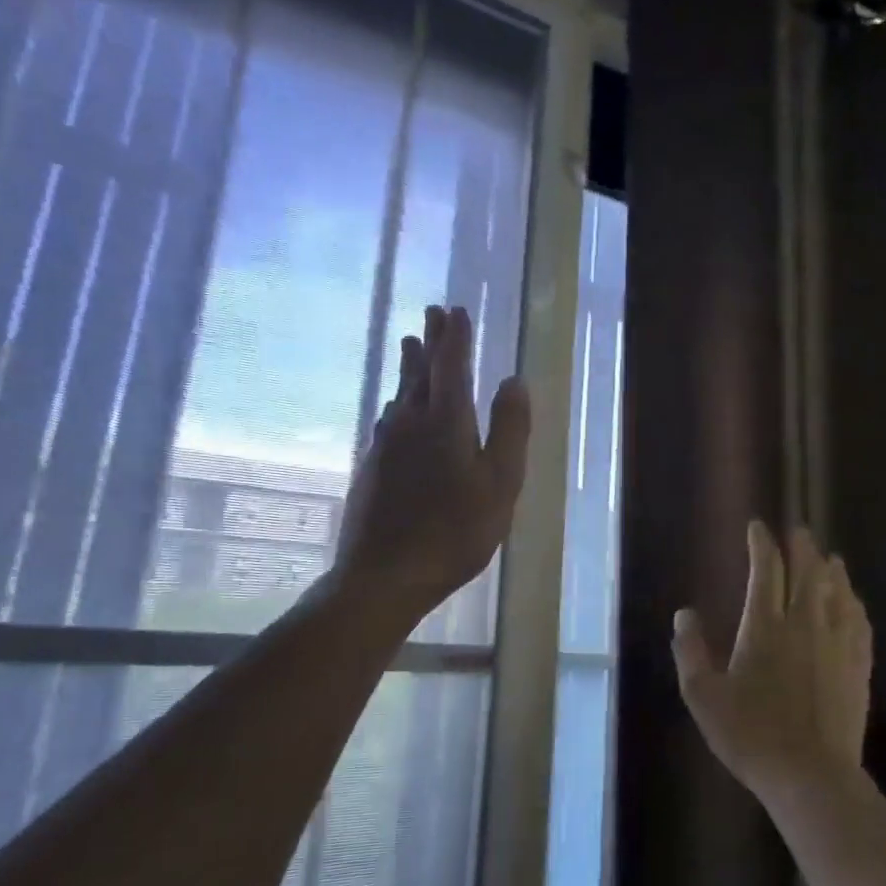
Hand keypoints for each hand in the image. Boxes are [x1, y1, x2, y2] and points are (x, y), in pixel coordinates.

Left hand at [329, 305, 530, 623]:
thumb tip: (514, 380)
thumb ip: (510, 429)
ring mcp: (385, 445)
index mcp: (446, 422)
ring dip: (409, 367)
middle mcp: (410, 423)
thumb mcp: (501, 483)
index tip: (456, 311)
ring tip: (411, 346)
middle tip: (432, 313)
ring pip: (400, 394)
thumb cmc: (455, 532)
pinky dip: (398, 401)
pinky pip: (388, 420)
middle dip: (430, 341)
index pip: (451, 367)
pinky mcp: (372, 467)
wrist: (384, 575)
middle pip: (421, 373)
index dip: (455, 338)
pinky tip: (396, 409)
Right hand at [671, 522, 872, 798]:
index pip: (767, 571)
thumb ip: (690, 651)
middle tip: (799, 531)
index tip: (758, 527)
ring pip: (838, 592)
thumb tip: (683, 614)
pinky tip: (853, 602)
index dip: (762, 544)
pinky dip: (854, 603)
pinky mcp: (858, 666)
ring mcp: (837, 644)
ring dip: (832, 570)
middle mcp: (805, 624)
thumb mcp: (704, 697)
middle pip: (808, 573)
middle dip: (802, 547)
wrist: (811, 776)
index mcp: (765, 627)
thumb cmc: (750, 736)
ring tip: (829, 557)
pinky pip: (859, 622)